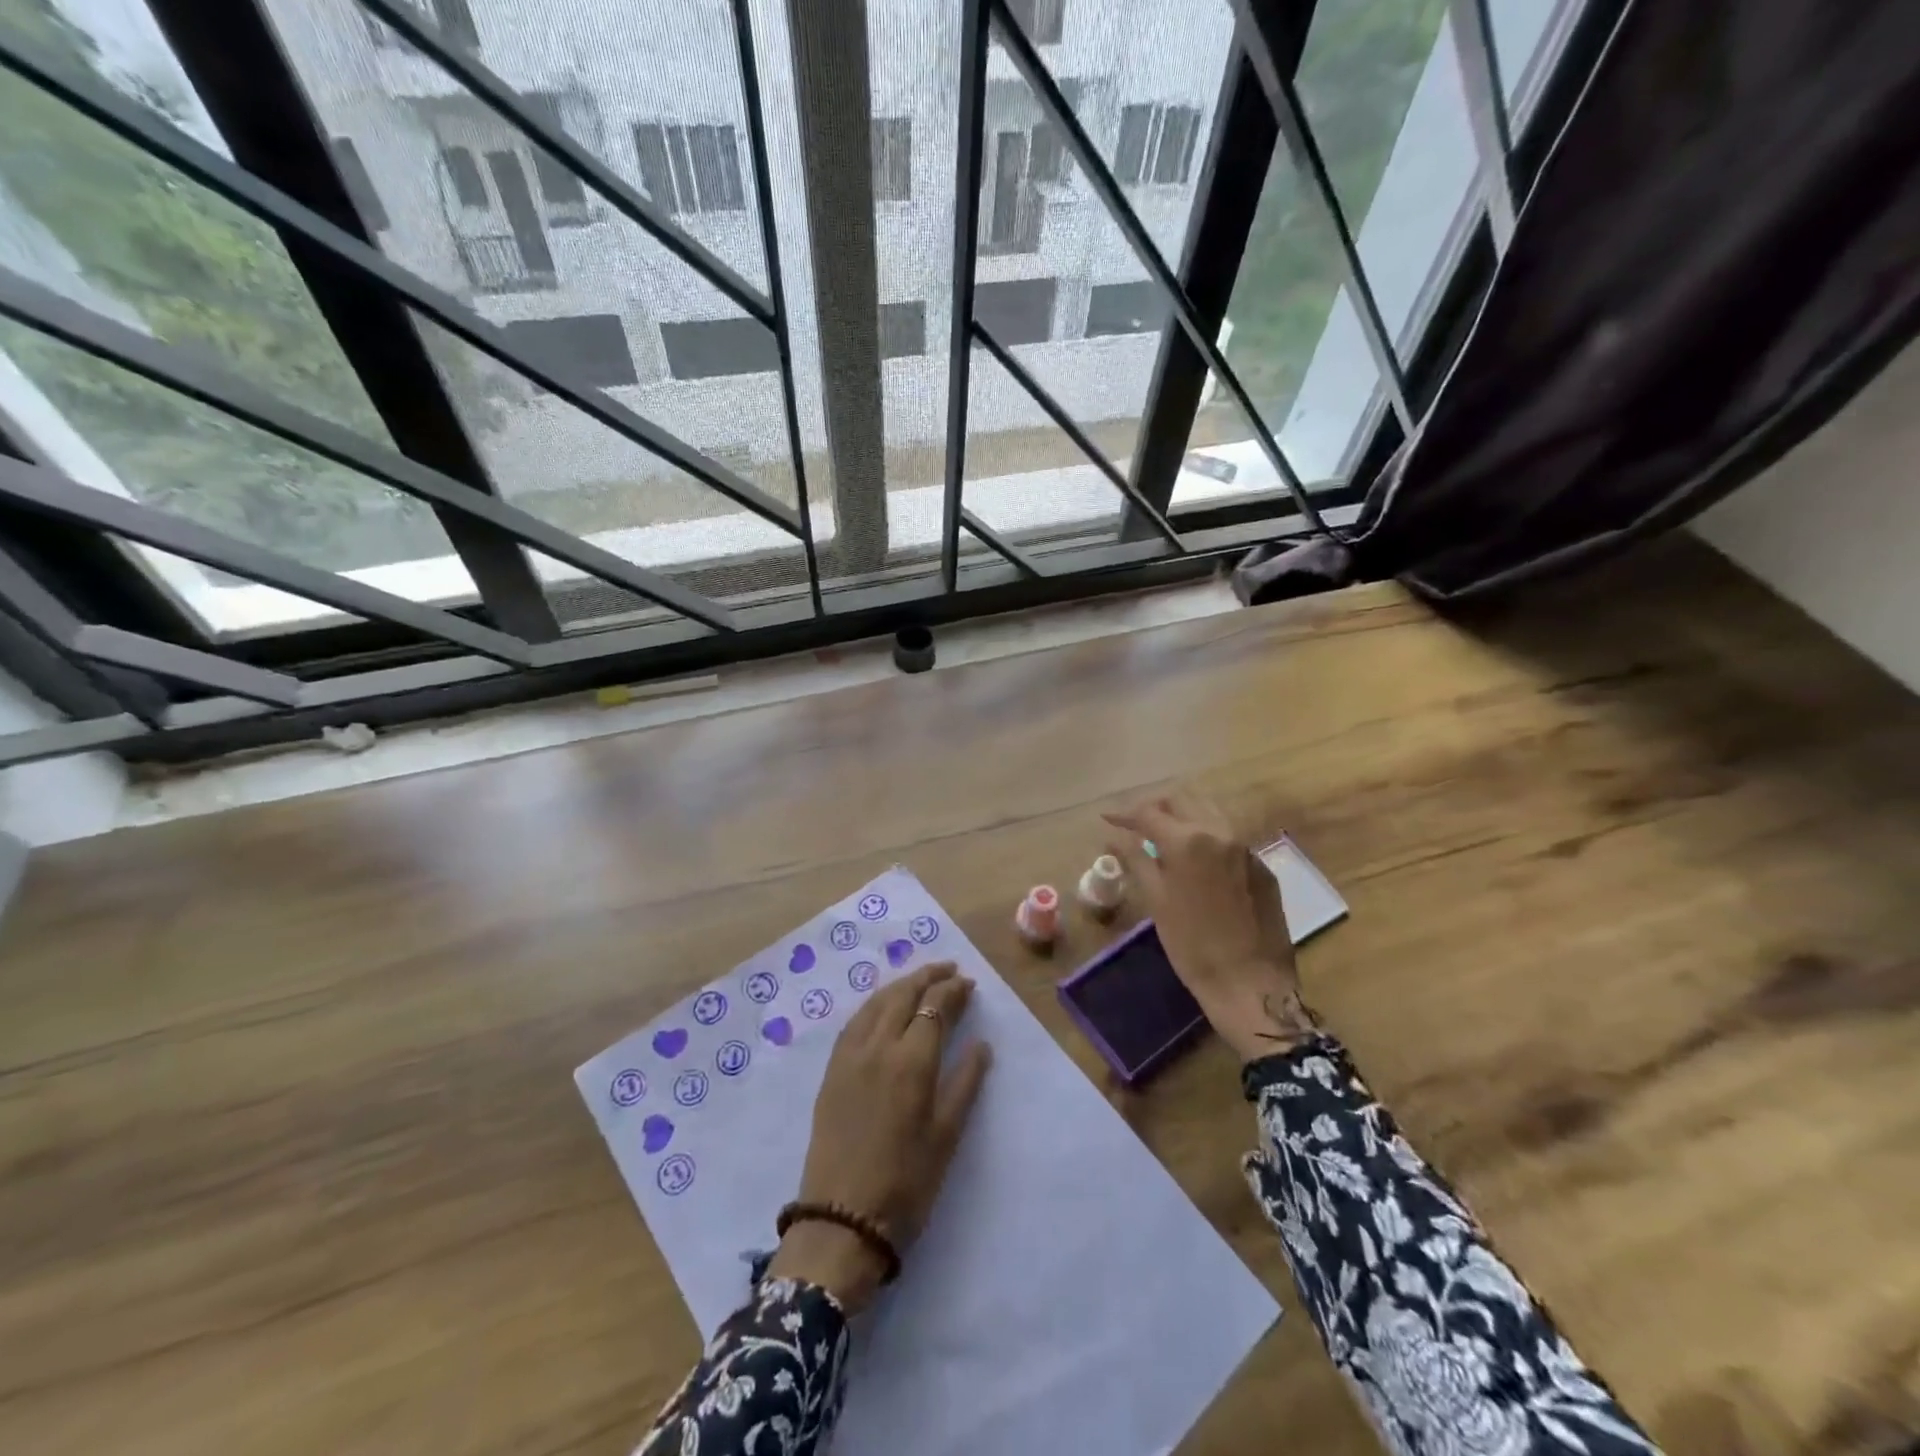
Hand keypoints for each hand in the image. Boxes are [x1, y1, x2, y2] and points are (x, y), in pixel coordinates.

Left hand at [768, 961, 992, 1311]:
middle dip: (927, 976)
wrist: (841, 1221)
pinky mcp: (832, 1071)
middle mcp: (878, 1047)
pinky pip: (855, 1021)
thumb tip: (981, 1044)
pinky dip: (875, 1003)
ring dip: (900, 984)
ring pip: (876, 1002)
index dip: (952, 991)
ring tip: (920, 979)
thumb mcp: (946, 1136)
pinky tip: (883, 1006)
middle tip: (948, 969)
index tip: (968, 983)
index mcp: (911, 1061)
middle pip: (903, 995)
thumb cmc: (906, 1183)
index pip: (934, 1007)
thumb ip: (965, 1083)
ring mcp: (850, 1056)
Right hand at [1104, 790, 1319, 1063]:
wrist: (1251, 984)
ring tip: (1164, 833)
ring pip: (1211, 812)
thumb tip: (1114, 838)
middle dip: (1156, 806)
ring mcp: (1246, 848)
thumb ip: (1136, 860)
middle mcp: (1220, 833)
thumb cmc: (1193, 946)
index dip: (1124, 813)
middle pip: (1183, 801)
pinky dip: (1207, 836)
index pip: (1149, 813)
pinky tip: (1197, 858)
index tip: (1107, 818)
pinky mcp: (1262, 867)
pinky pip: (1230, 837)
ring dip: (1184, 815)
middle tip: (1135, 823)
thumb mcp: (1156, 901)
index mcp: (1188, 841)